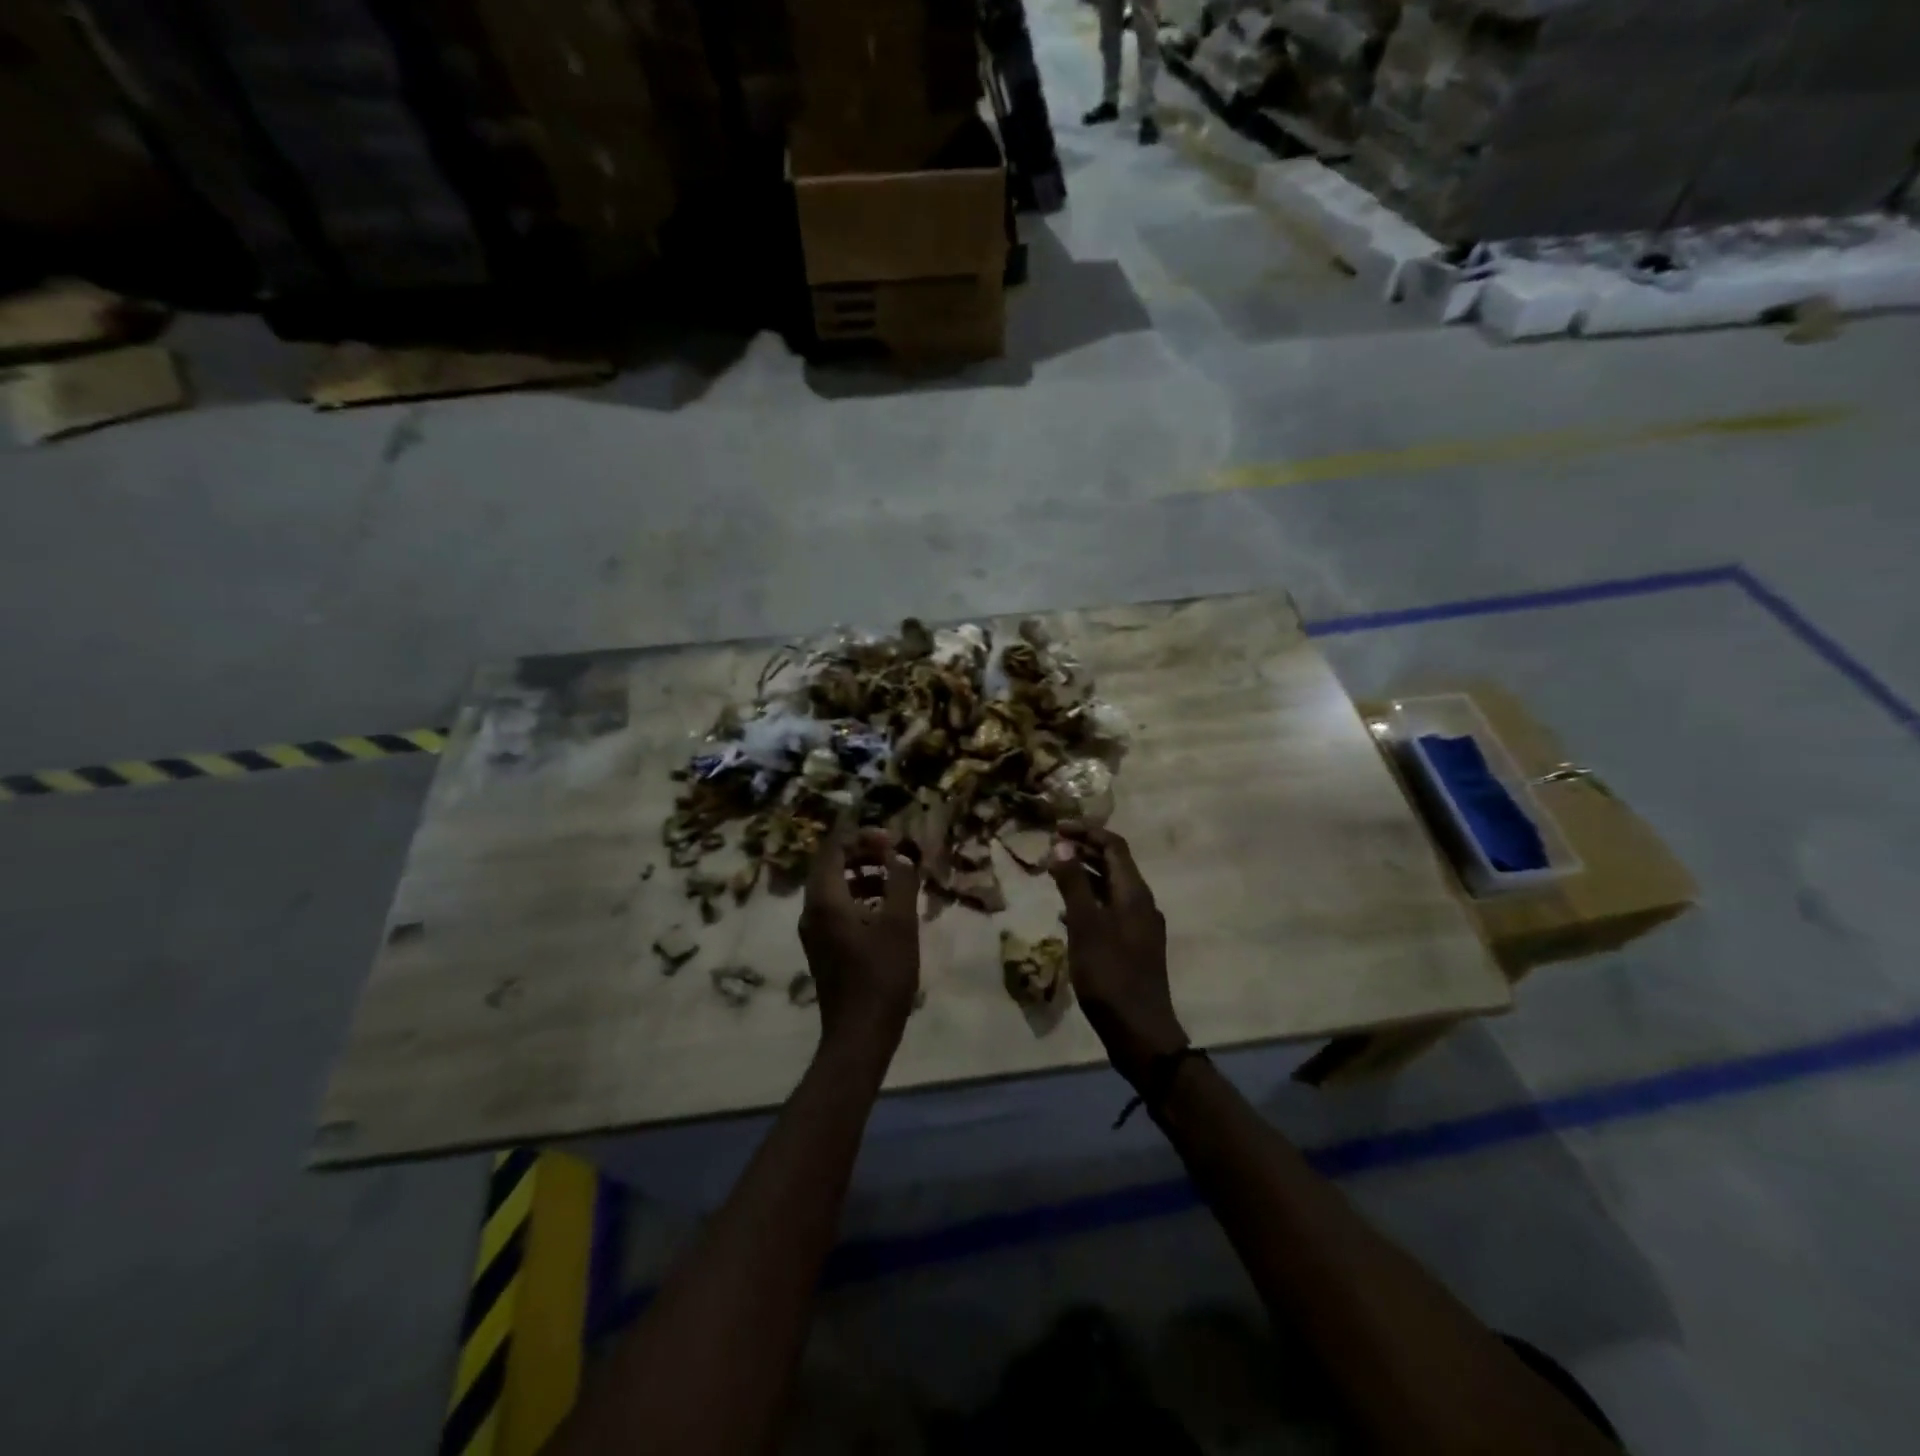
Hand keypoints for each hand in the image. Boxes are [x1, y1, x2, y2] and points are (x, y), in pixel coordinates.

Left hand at [800, 823, 921, 1052]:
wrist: (860, 1033)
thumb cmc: (882, 975)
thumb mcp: (900, 923)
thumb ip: (900, 882)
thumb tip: (899, 856)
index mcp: (825, 899)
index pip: (833, 848)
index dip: (861, 837)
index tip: (891, 841)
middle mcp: (811, 910)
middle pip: (831, 865)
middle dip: (862, 853)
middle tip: (894, 855)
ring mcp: (814, 931)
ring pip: (834, 887)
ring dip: (862, 875)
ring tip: (895, 879)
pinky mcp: (823, 947)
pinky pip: (836, 908)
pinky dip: (858, 897)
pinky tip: (886, 909)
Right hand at [1049, 824, 1187, 1084]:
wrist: (1140, 1032)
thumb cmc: (1110, 975)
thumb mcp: (1086, 926)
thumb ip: (1073, 884)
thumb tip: (1062, 845)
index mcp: (1134, 893)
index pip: (1114, 846)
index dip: (1086, 832)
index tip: (1055, 828)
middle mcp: (1141, 903)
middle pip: (1113, 864)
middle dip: (1083, 850)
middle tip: (1051, 847)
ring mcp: (1139, 926)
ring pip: (1110, 888)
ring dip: (1084, 875)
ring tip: (1054, 873)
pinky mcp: (1133, 946)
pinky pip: (1109, 910)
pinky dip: (1088, 901)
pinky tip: (1066, 913)